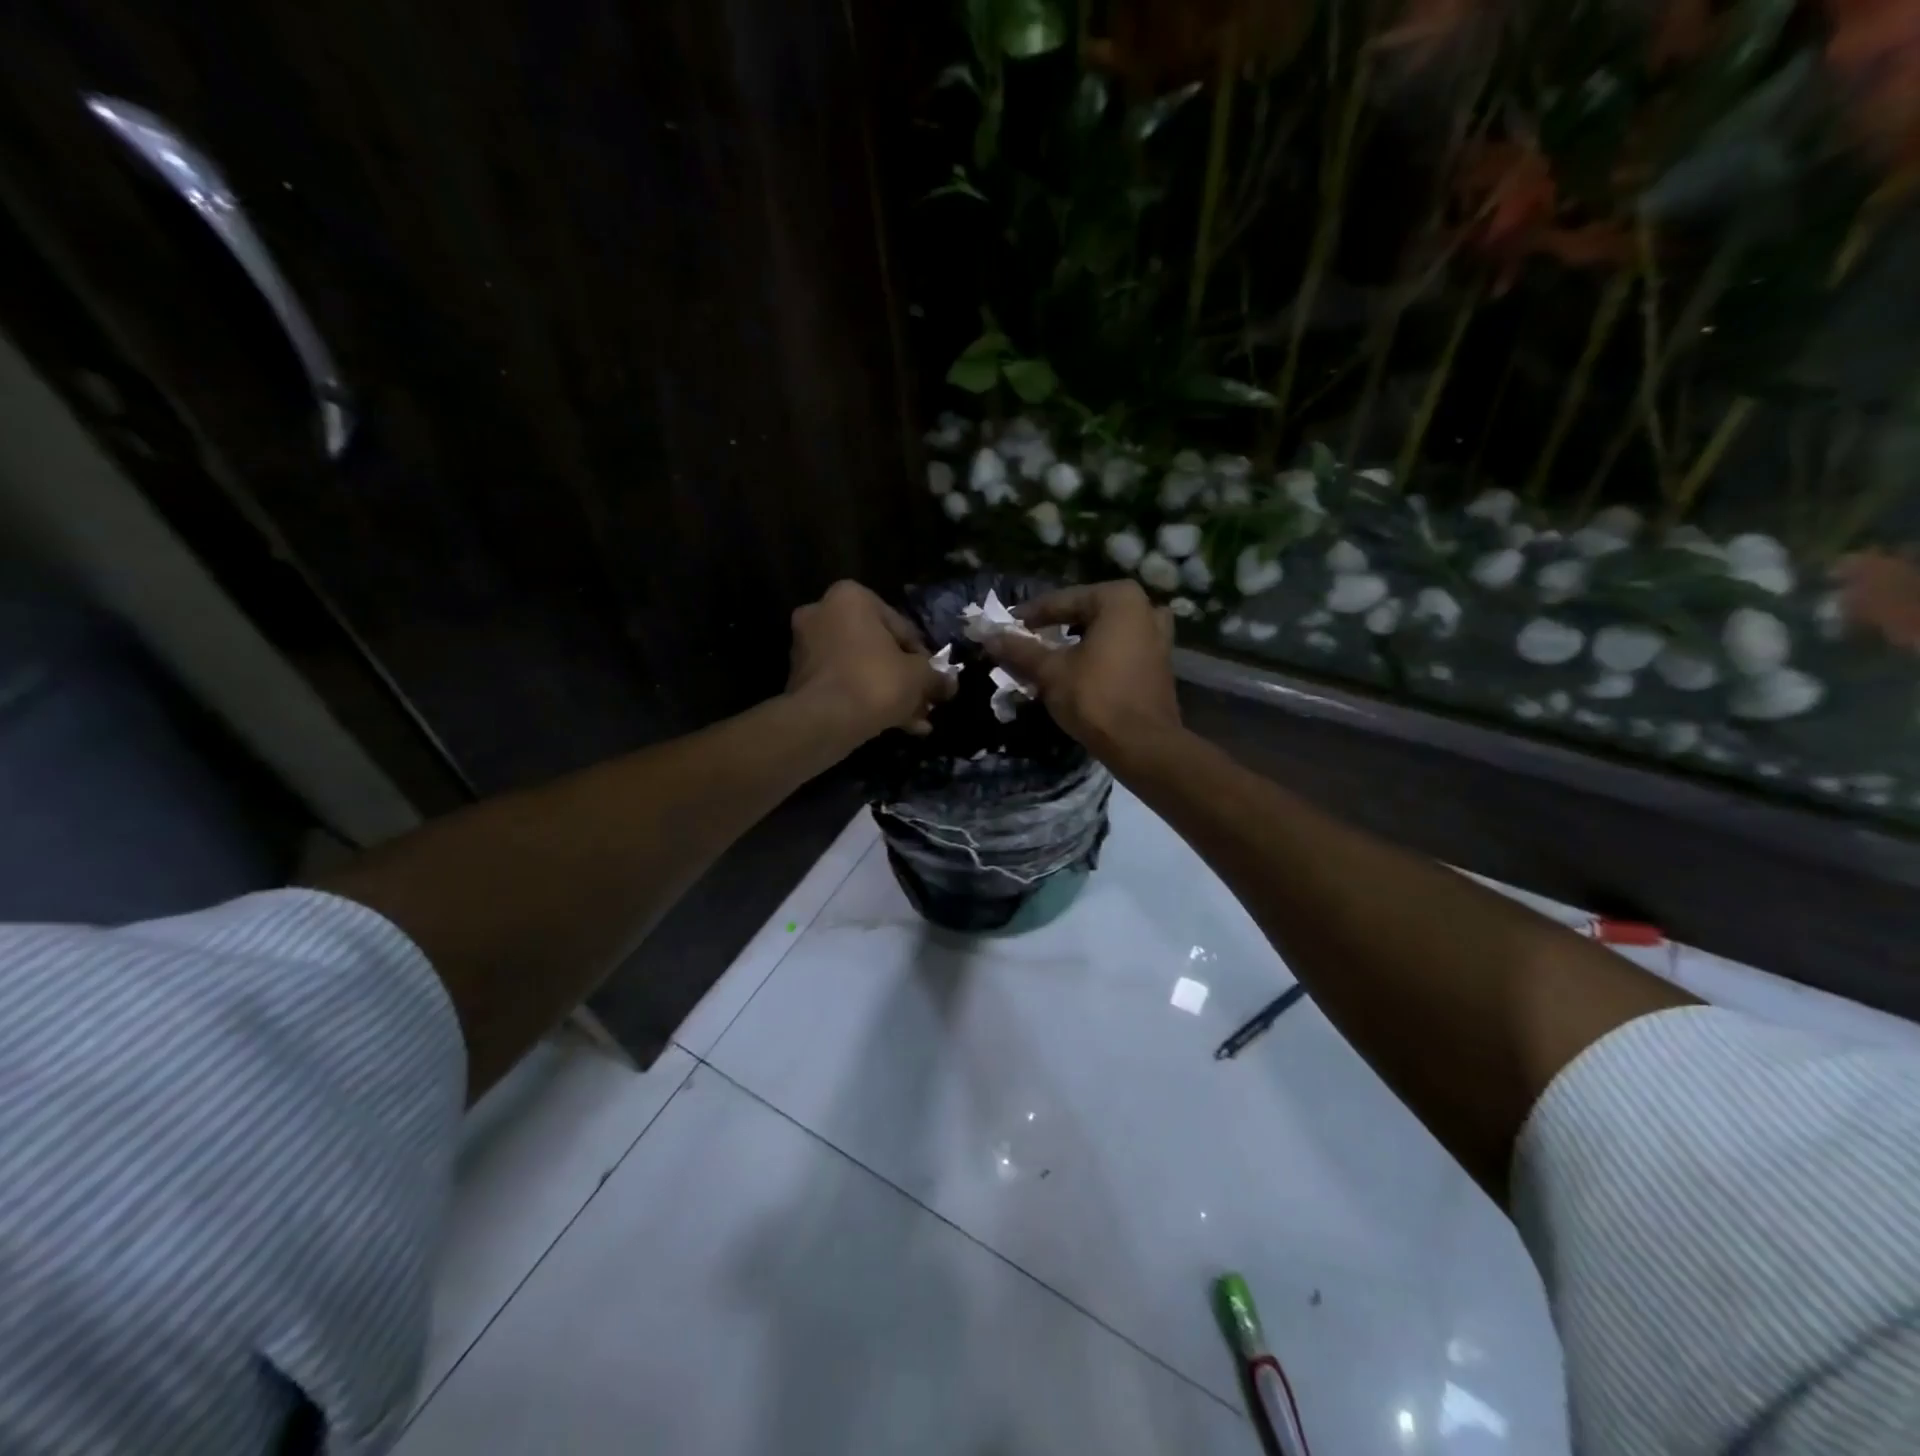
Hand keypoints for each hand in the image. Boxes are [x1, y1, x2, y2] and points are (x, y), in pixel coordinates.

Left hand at [786, 580, 956, 741]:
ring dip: (888, 692)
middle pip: (878, 648)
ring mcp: (806, 647)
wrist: (823, 722)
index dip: (923, 656)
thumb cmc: (875, 682)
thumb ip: (936, 675)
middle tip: (924, 700)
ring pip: (861, 668)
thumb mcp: (919, 676)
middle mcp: (822, 613)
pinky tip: (893, 725)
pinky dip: (865, 700)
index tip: (934, 679)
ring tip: (914, 720)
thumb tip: (950, 683)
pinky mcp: (799, 679)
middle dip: (903, 677)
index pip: (901, 626)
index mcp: (851, 598)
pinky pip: (843, 684)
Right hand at [982, 580, 1180, 758]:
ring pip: (1104, 632)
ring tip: (1050, 656)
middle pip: (1085, 614)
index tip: (1005, 627)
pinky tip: (1077, 671)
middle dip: (1054, 629)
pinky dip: (1097, 655)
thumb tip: (989, 636)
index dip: (1029, 616)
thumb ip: (1020, 649)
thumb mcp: (1050, 671)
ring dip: (1076, 642)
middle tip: (1025, 642)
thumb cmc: (1095, 698)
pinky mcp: (1160, 663)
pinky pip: (1120, 649)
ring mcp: (1158, 636)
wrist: (1142, 745)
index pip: (1062, 601)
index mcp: (1119, 599)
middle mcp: (1144, 609)